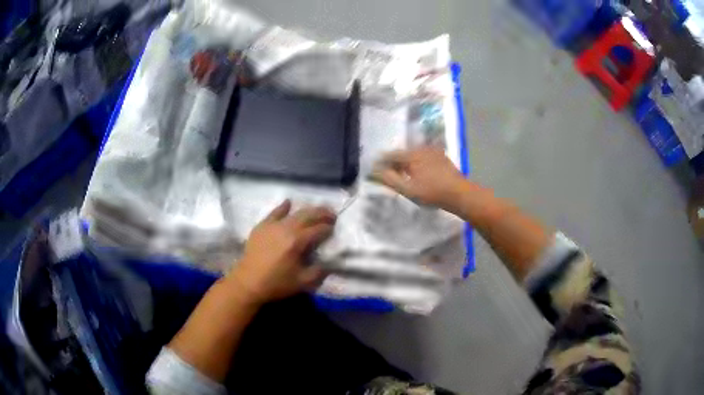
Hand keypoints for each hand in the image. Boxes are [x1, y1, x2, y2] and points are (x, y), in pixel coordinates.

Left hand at [228, 200, 335, 303]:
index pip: (318, 230)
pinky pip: (275, 212)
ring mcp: (273, 225)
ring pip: (294, 213)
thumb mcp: (302, 282)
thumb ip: (319, 271)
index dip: (328, 228)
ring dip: (307, 210)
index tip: (335, 229)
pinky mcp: (262, 226)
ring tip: (316, 210)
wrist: (247, 282)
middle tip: (332, 214)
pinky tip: (289, 202)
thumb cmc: (276, 283)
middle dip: (322, 214)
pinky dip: (283, 207)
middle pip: (308, 216)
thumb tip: (329, 263)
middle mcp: (286, 228)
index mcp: (297, 242)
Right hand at [371, 147, 465, 208]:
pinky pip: (424, 157)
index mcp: (411, 155)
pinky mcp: (442, 157)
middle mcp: (421, 148)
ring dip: (406, 163)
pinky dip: (418, 164)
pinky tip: (419, 174)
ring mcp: (433, 152)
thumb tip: (374, 171)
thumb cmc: (432, 193)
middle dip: (394, 163)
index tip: (374, 169)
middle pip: (403, 154)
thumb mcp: (408, 189)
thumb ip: (389, 179)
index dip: (381, 162)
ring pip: (414, 155)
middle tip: (388, 174)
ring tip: (402, 175)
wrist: (459, 194)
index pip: (391, 155)